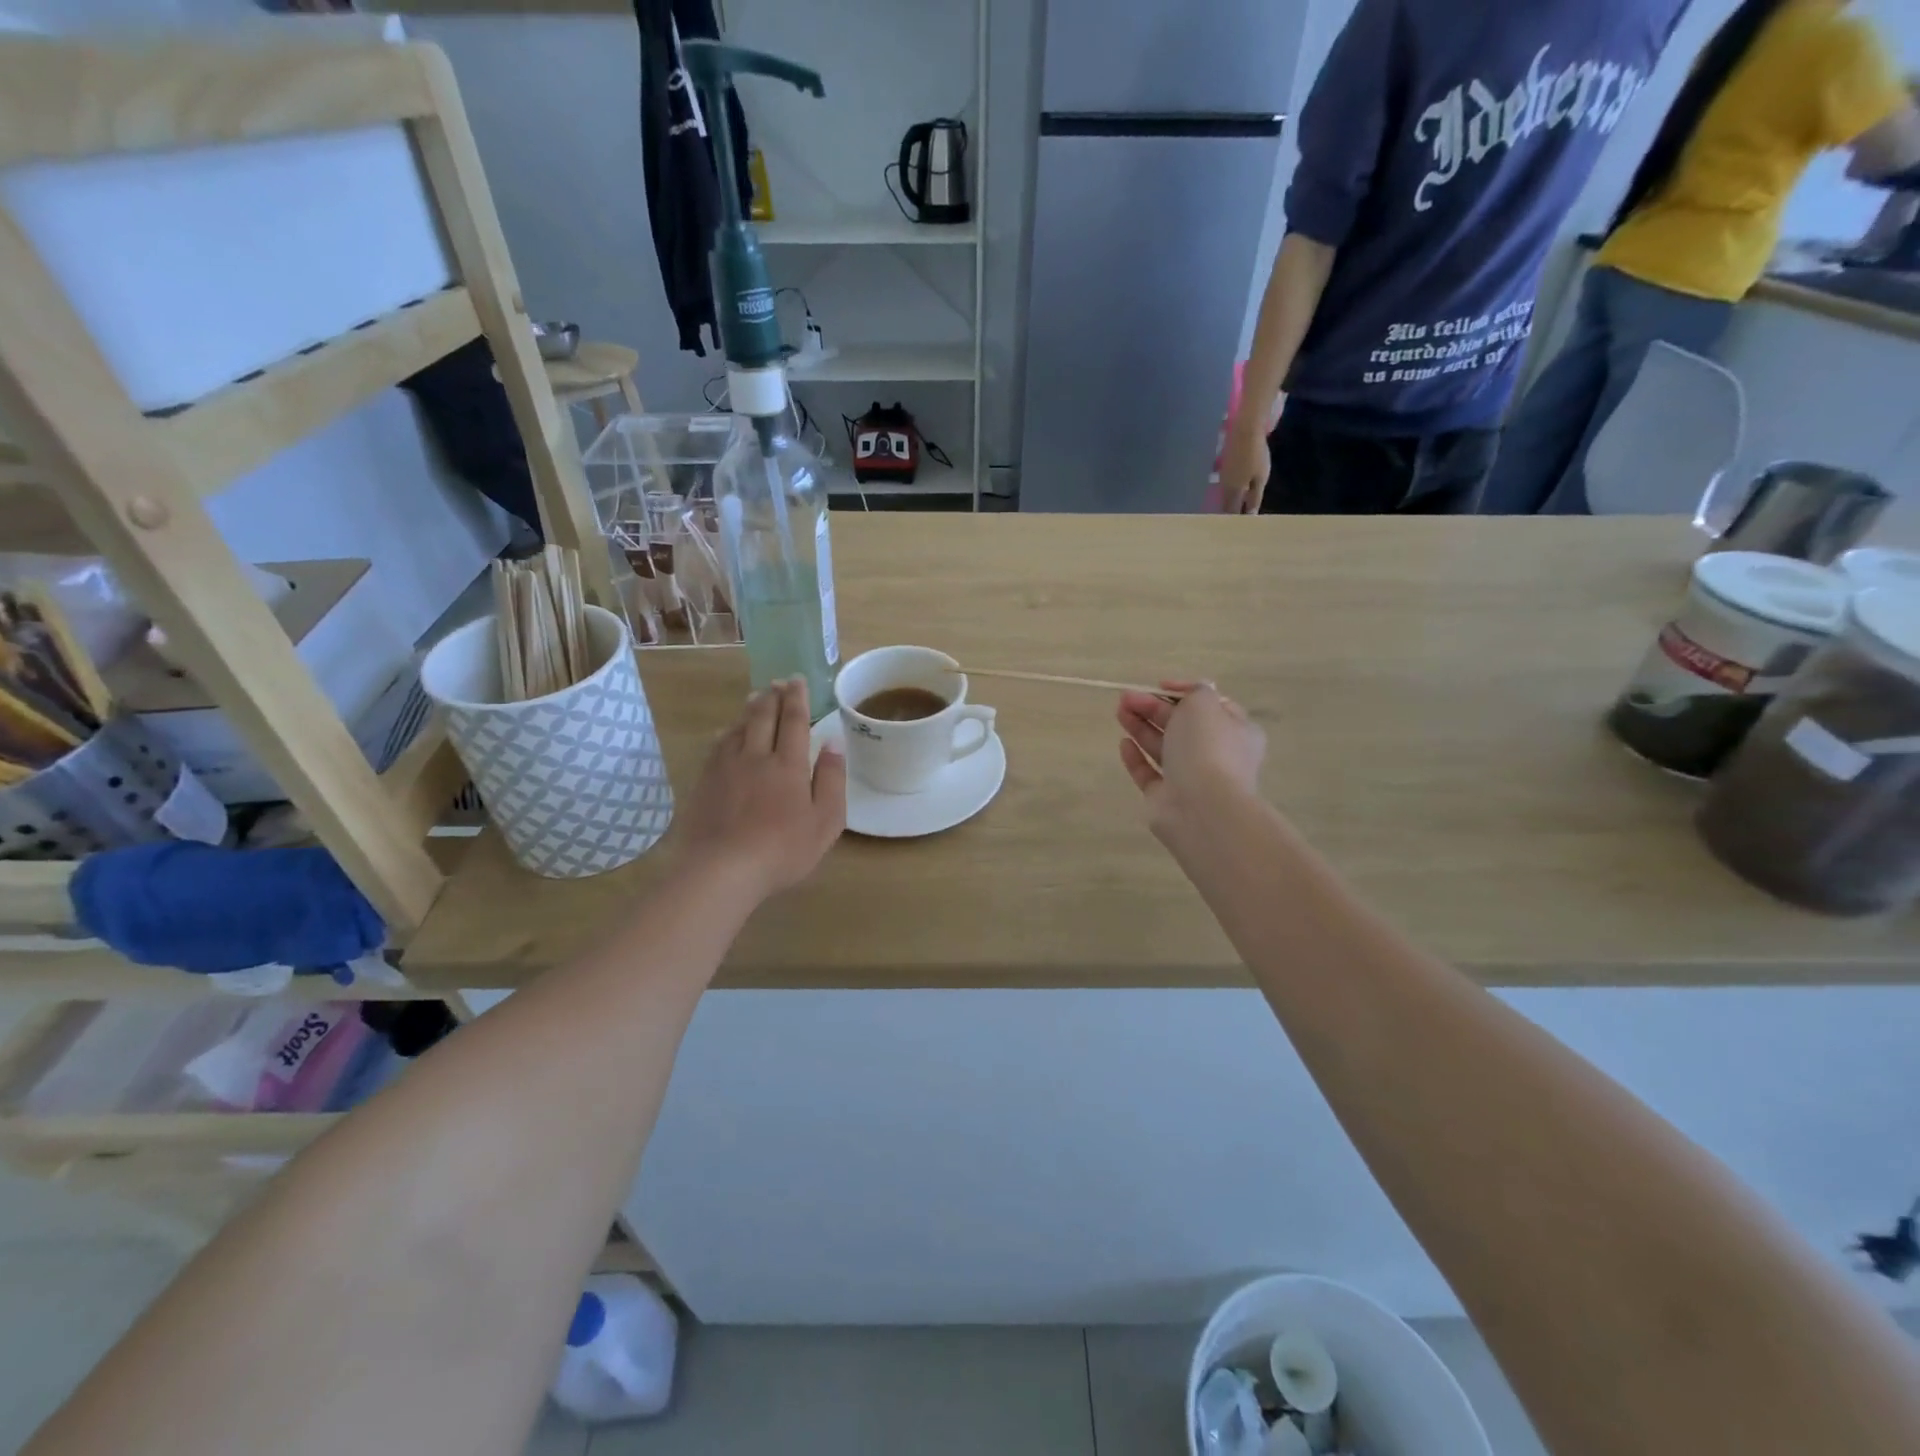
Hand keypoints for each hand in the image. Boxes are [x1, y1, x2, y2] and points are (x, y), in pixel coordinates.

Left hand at [673, 678, 845, 900]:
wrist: (722, 870)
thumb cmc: (782, 850)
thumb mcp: (825, 821)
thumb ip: (832, 780)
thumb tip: (834, 743)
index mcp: (789, 765)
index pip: (795, 721)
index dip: (797, 699)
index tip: (797, 680)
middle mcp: (757, 756)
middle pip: (764, 717)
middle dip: (773, 696)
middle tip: (778, 682)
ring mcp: (726, 767)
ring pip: (739, 727)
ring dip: (750, 709)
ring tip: (756, 697)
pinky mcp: (705, 782)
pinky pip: (717, 746)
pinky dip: (727, 732)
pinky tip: (727, 732)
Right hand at [1117, 682, 1265, 843]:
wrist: (1202, 807)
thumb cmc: (1207, 747)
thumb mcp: (1204, 704)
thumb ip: (1194, 691)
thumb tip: (1190, 693)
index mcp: (1236, 731)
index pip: (1209, 706)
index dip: (1184, 693)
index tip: (1159, 686)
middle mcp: (1216, 754)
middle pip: (1180, 725)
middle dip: (1153, 708)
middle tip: (1126, 698)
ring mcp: (1191, 778)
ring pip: (1163, 747)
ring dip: (1141, 727)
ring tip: (1119, 712)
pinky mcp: (1166, 798)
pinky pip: (1149, 773)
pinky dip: (1136, 757)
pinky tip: (1123, 743)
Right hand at [1216, 423, 1271, 514]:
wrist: (1245, 431)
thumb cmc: (1256, 456)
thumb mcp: (1260, 478)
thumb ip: (1255, 497)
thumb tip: (1251, 515)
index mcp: (1233, 491)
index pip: (1232, 512)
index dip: (1235, 521)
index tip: (1240, 529)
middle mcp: (1224, 487)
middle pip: (1225, 504)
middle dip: (1230, 513)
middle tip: (1237, 522)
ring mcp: (1221, 476)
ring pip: (1224, 495)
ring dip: (1229, 502)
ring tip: (1236, 508)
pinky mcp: (1222, 467)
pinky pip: (1225, 485)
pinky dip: (1229, 491)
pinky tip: (1234, 490)